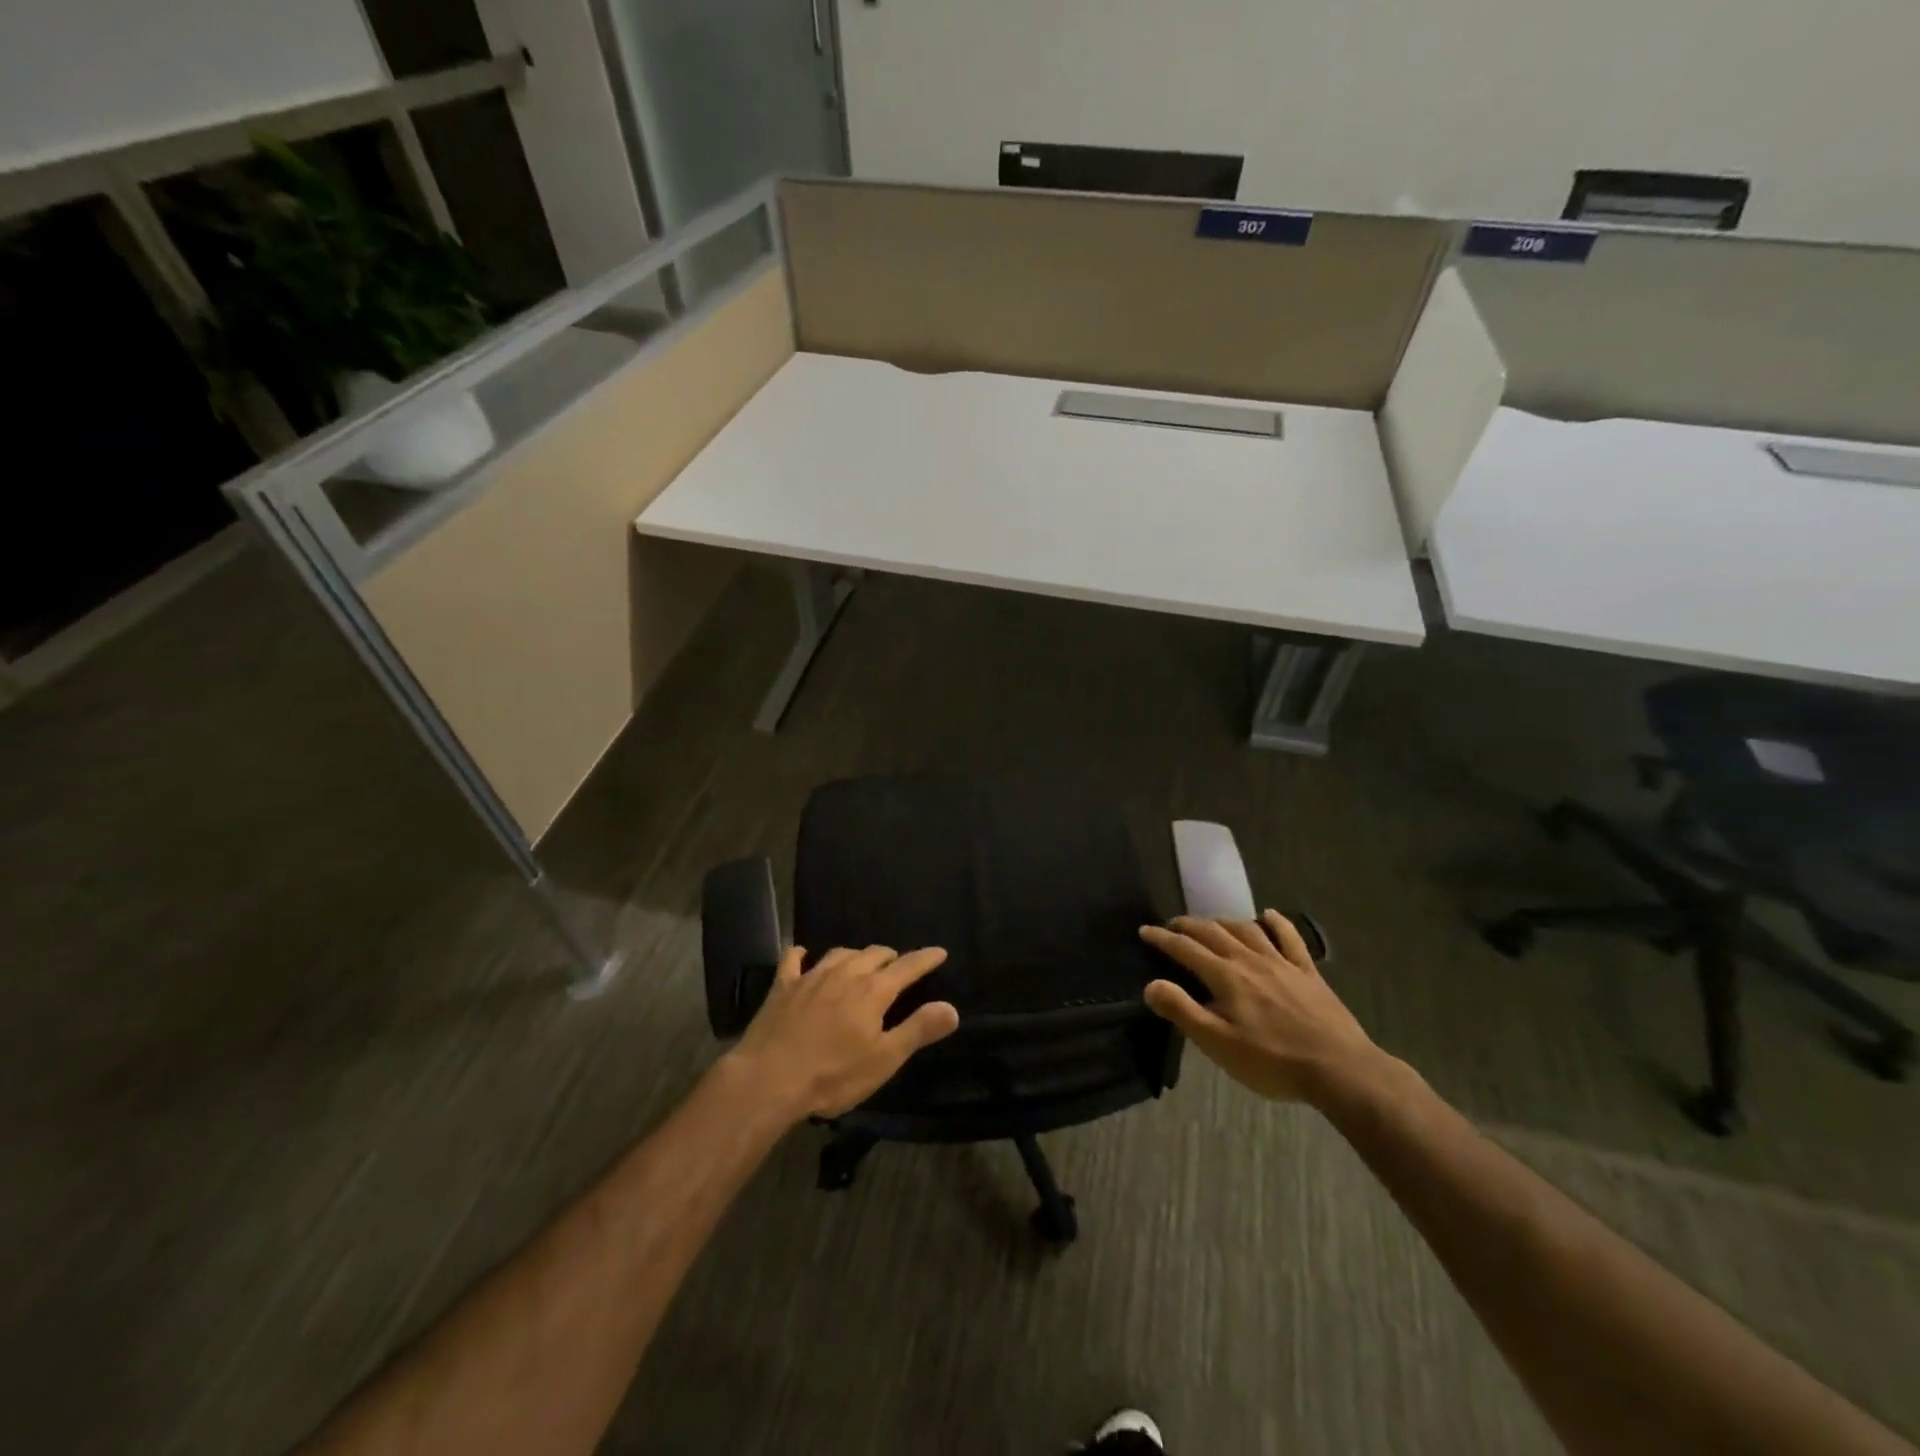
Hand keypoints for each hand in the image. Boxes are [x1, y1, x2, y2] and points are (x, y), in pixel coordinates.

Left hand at [724, 945, 959, 1119]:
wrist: (769, 1079)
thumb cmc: (833, 1075)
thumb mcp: (884, 1059)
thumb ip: (918, 1030)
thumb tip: (952, 1008)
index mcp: (874, 991)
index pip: (907, 966)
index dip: (926, 958)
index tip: (939, 952)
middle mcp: (845, 974)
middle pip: (874, 954)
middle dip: (890, 956)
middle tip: (898, 965)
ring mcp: (811, 977)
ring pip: (840, 953)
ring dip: (855, 955)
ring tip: (861, 962)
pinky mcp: (783, 987)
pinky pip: (793, 960)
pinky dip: (802, 954)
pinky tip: (803, 954)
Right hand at [1140, 913, 1384, 1105]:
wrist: (1340, 1069)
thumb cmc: (1273, 1062)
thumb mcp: (1218, 1044)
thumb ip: (1183, 1011)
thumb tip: (1151, 984)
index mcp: (1226, 977)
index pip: (1186, 949)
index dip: (1163, 938)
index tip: (1145, 931)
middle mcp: (1251, 960)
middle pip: (1214, 933)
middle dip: (1189, 926)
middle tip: (1172, 925)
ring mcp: (1282, 963)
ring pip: (1247, 930)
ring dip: (1224, 921)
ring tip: (1210, 923)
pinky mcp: (1308, 972)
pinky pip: (1289, 938)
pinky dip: (1276, 923)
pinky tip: (1268, 915)